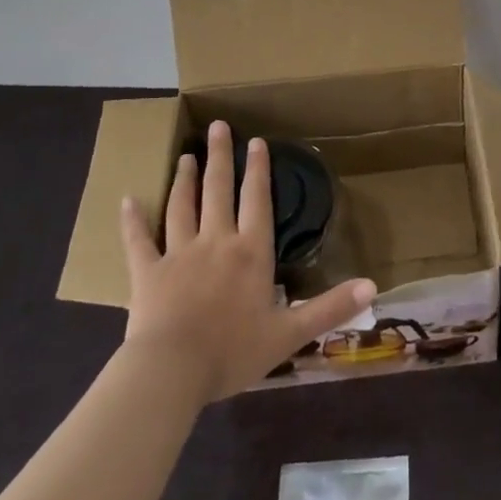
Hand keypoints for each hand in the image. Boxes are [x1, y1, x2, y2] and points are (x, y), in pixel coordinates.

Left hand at [120, 120, 375, 402]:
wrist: (171, 373)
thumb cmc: (233, 351)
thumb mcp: (289, 333)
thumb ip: (330, 307)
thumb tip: (373, 285)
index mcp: (250, 252)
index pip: (257, 200)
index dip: (259, 169)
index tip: (257, 140)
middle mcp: (216, 241)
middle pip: (218, 190)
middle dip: (220, 156)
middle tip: (218, 126)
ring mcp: (179, 254)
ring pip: (182, 206)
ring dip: (185, 179)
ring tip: (187, 155)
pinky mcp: (147, 273)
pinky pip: (138, 241)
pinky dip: (133, 220)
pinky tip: (127, 200)